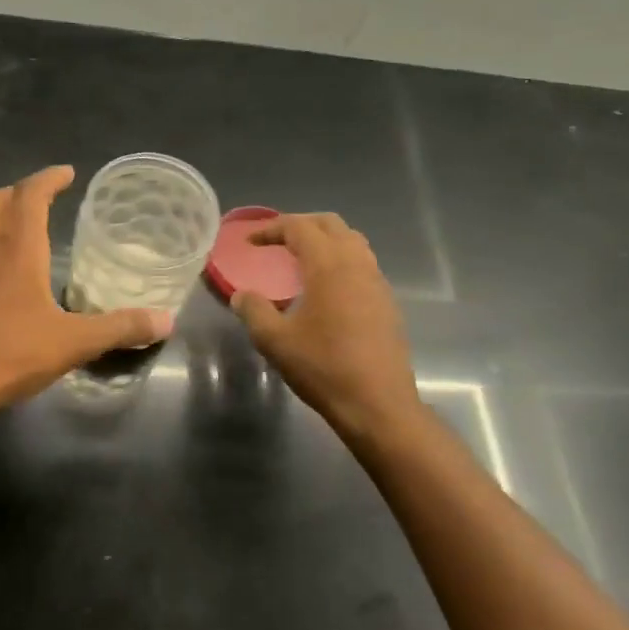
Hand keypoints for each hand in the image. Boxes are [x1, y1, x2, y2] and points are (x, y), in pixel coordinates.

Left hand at [0, 166, 172, 415]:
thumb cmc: (9, 354)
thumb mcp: (74, 342)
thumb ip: (120, 328)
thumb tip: (166, 321)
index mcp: (17, 249)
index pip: (30, 195)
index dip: (49, 179)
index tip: (68, 173)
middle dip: (22, 191)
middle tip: (46, 196)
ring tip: (21, 224)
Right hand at [230, 213, 420, 437]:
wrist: (378, 404)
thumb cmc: (323, 368)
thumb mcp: (275, 341)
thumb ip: (254, 311)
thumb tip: (241, 295)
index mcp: (329, 266)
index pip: (299, 227)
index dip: (271, 229)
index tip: (250, 243)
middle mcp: (357, 264)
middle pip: (330, 224)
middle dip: (300, 225)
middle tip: (276, 241)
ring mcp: (377, 282)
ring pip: (352, 241)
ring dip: (325, 240)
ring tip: (301, 259)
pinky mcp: (387, 302)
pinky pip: (363, 264)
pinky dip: (341, 261)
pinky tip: (327, 289)